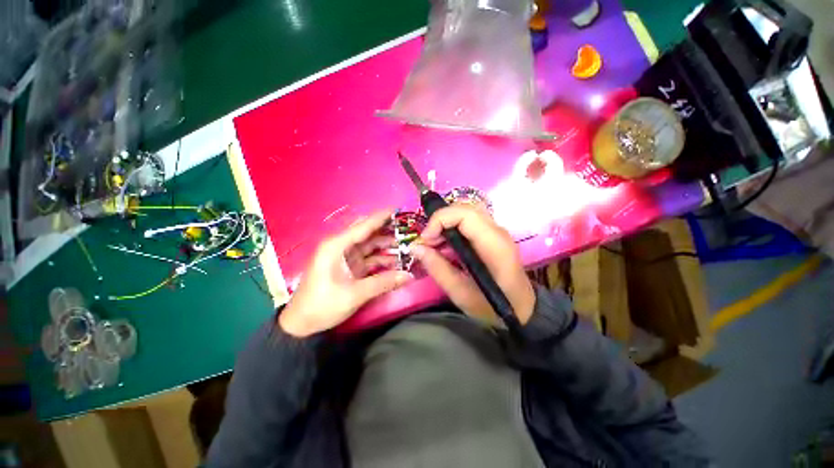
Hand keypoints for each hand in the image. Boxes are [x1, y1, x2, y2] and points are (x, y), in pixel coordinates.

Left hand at [279, 211, 412, 336]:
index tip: (398, 210)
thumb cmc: (322, 305)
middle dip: (387, 230)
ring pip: (370, 245)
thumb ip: (383, 283)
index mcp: (336, 246)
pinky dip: (382, 259)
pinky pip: (369, 258)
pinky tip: (396, 261)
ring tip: (407, 244)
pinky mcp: (349, 267)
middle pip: (367, 233)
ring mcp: (346, 257)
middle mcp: (341, 247)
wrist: (301, 324)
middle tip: (407, 228)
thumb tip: (409, 275)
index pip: (363, 226)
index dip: (381, 217)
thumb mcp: (354, 294)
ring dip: (386, 246)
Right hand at [411, 205, 534, 325]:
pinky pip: (469, 222)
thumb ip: (437, 268)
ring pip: (466, 212)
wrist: (521, 309)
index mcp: (493, 245)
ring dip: (445, 224)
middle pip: (465, 208)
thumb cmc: (492, 306)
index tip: (426, 239)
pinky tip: (446, 246)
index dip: (440, 220)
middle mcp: (497, 232)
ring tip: (435, 245)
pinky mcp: (492, 235)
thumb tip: (416, 247)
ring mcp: (496, 232)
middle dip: (440, 221)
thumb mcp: (460, 293)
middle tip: (428, 242)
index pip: (465, 214)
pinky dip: (452, 229)